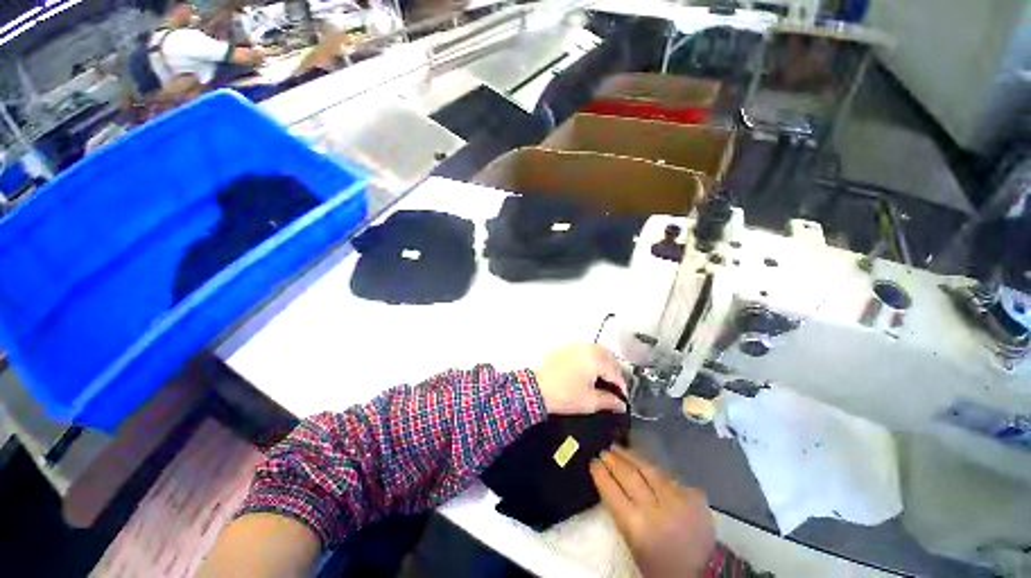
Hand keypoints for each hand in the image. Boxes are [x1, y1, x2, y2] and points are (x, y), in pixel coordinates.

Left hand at [534, 344, 628, 414]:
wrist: (537, 390)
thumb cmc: (564, 395)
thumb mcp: (590, 401)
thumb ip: (609, 401)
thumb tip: (620, 404)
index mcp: (595, 359)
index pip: (615, 372)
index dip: (622, 386)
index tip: (623, 398)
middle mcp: (586, 348)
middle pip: (608, 356)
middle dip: (614, 370)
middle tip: (615, 386)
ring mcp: (574, 347)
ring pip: (596, 351)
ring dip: (603, 362)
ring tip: (604, 378)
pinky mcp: (565, 349)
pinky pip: (583, 350)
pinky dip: (590, 358)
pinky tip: (588, 370)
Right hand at [591, 447, 714, 577]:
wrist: (703, 572)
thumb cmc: (660, 564)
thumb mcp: (633, 543)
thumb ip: (622, 512)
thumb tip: (611, 483)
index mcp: (636, 526)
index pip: (612, 491)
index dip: (601, 474)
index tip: (593, 462)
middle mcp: (655, 509)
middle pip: (629, 475)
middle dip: (613, 460)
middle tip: (604, 451)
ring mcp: (676, 499)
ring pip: (648, 468)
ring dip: (631, 455)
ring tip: (619, 448)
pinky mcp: (692, 496)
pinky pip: (667, 474)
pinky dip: (652, 466)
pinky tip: (644, 461)